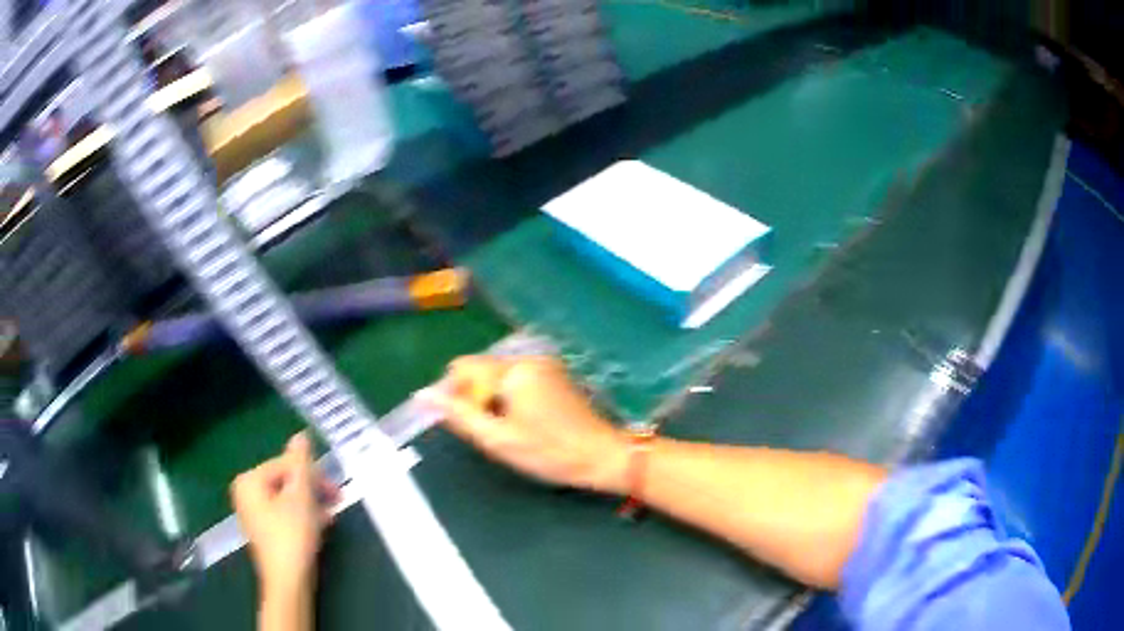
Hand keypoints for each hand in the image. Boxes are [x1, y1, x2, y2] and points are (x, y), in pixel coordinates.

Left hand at [231, 432, 339, 598]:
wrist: (288, 582)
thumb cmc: (292, 536)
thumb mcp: (300, 497)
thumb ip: (301, 464)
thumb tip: (300, 435)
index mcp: (249, 481)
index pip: (285, 465)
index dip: (312, 475)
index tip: (336, 489)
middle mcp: (246, 493)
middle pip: (286, 481)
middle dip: (313, 490)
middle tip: (337, 501)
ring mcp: (254, 513)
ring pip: (288, 498)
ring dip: (312, 504)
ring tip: (330, 516)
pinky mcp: (265, 531)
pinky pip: (285, 513)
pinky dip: (303, 516)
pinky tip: (321, 526)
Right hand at [417, 356, 628, 493]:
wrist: (603, 456)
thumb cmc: (549, 451)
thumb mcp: (497, 439)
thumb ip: (459, 415)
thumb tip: (423, 394)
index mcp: (513, 369)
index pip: (463, 367)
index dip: (455, 394)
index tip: (466, 423)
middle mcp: (528, 358)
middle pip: (482, 371)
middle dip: (476, 398)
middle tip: (491, 432)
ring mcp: (545, 365)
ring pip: (499, 377)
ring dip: (493, 400)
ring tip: (509, 431)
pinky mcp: (556, 376)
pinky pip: (519, 381)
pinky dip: (511, 399)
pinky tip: (525, 424)